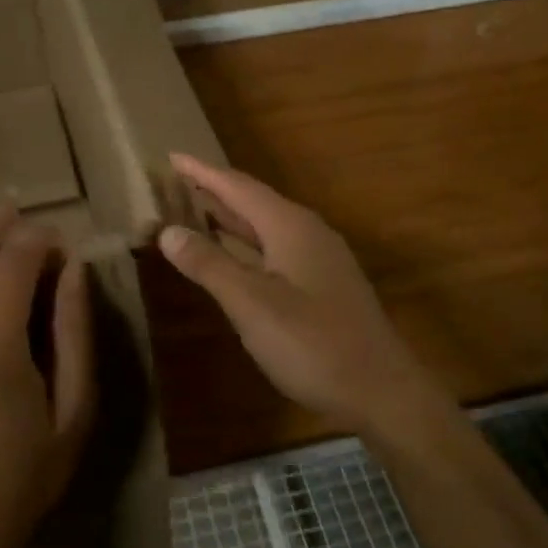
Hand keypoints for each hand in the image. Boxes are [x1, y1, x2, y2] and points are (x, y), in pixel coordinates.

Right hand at [158, 155, 440, 433]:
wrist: (380, 390)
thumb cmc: (313, 344)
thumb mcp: (252, 305)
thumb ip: (210, 265)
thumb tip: (167, 231)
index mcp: (290, 227)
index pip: (238, 187)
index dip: (203, 173)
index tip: (172, 156)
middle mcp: (307, 233)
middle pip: (253, 202)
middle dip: (214, 192)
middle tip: (175, 183)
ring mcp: (320, 259)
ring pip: (266, 226)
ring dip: (231, 218)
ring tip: (195, 210)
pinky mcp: (324, 284)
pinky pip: (276, 248)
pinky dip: (247, 244)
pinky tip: (235, 256)